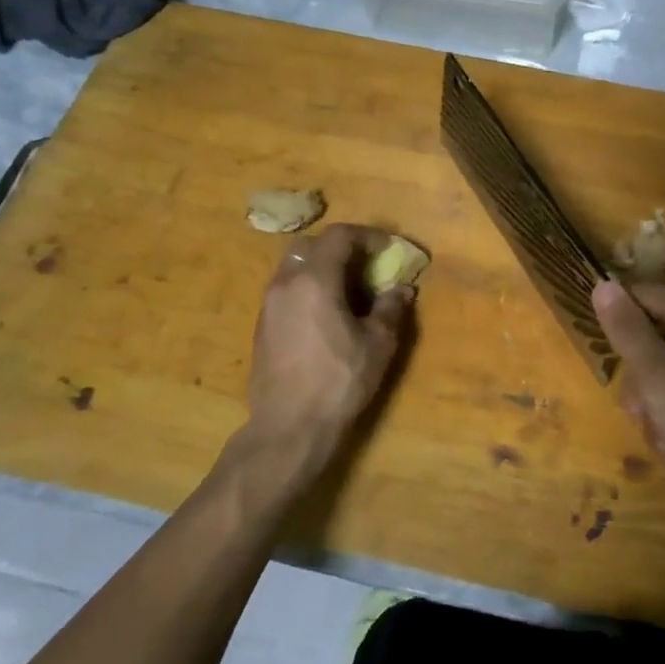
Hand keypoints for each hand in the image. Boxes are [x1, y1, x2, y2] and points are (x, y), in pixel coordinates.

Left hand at [243, 225, 412, 461]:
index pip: (339, 236)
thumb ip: (390, 309)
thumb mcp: (378, 345)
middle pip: (311, 245)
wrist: (288, 427)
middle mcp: (286, 283)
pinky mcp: (262, 326)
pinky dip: (308, 287)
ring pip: (294, 267)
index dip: (367, 235)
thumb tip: (402, 289)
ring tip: (348, 289)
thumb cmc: (339, 381)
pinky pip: (287, 290)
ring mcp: (268, 305)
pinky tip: (326, 314)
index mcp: (315, 280)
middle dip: (340, 246)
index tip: (388, 248)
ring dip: (322, 267)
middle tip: (365, 263)